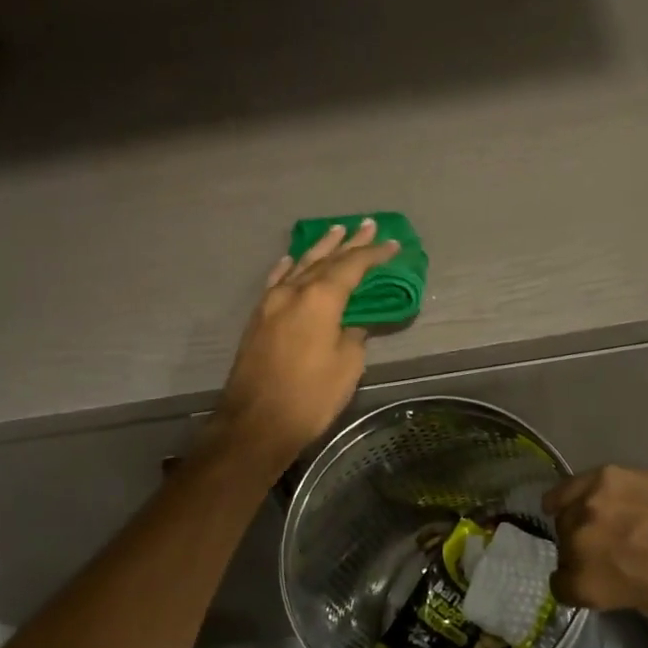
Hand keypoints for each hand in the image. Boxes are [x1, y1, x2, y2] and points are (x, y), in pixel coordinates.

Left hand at [212, 219, 398, 469]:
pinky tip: (292, 260)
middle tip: (367, 225)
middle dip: (349, 243)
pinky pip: (277, 281)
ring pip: (300, 266)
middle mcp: (293, 291)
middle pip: (326, 259)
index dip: (374, 254)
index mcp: (320, 299)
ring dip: (320, 249)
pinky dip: (288, 268)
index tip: (392, 243)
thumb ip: (353, 335)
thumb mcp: (347, 366)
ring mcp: (271, 303)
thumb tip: (352, 322)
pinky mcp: (258, 318)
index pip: (352, 266)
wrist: (255, 423)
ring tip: (336, 231)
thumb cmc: (310, 396)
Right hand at [543, 466, 647, 613]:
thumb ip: (609, 587)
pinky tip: (580, 499)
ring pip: (564, 515)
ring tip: (604, 521)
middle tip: (607, 549)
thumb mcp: (647, 602)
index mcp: (589, 584)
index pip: (561, 587)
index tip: (592, 579)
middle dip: (579, 552)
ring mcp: (588, 504)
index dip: (577, 585)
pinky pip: (568, 487)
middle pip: (562, 548)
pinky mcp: (602, 475)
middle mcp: (577, 543)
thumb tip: (599, 573)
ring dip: (579, 521)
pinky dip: (568, 495)